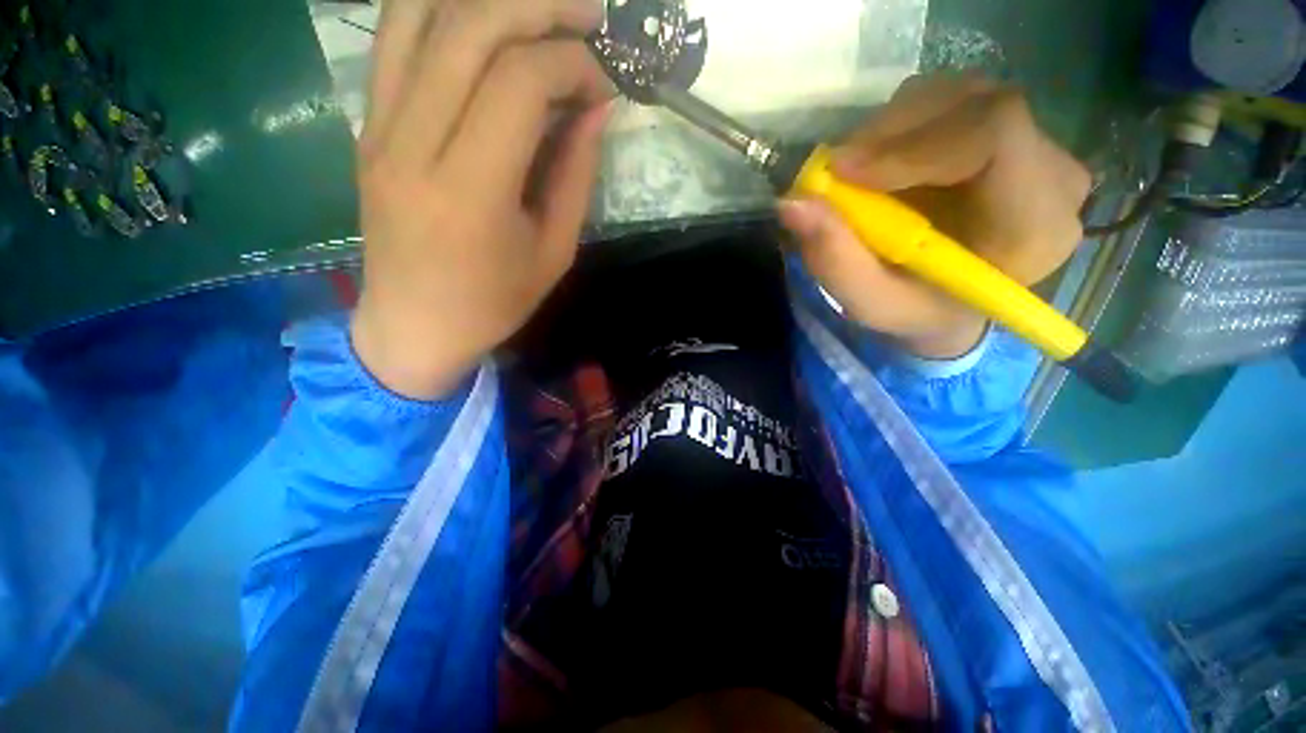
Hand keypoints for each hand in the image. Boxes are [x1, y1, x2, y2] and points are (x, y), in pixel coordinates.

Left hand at [350, 0, 611, 398]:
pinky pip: (394, 38)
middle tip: (588, 16)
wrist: (414, 327)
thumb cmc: (494, 303)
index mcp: (470, 192)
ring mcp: (378, 128)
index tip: (607, 78)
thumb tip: (596, 106)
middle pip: (470, 27)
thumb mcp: (554, 252)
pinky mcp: (366, 125)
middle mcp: (412, 144)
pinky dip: (442, 9)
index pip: (520, 82)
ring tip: (540, 10)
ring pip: (421, 13)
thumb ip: (575, 175)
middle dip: (539, 6)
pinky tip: (484, 21)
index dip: (572, 62)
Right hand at [778, 73, 1092, 358]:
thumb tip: (791, 203)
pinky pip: (950, 103)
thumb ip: (835, 260)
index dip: (912, 143)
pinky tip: (879, 166)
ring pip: (958, 96)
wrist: (947, 303)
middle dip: (890, 134)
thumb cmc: (916, 311)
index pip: (996, 135)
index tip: (843, 173)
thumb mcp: (870, 303)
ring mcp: (1035, 145)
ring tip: (855, 177)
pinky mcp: (1007, 133)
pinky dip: (898, 127)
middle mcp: (1052, 173)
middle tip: (834, 174)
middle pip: (975, 105)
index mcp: (1035, 226)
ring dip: (889, 130)